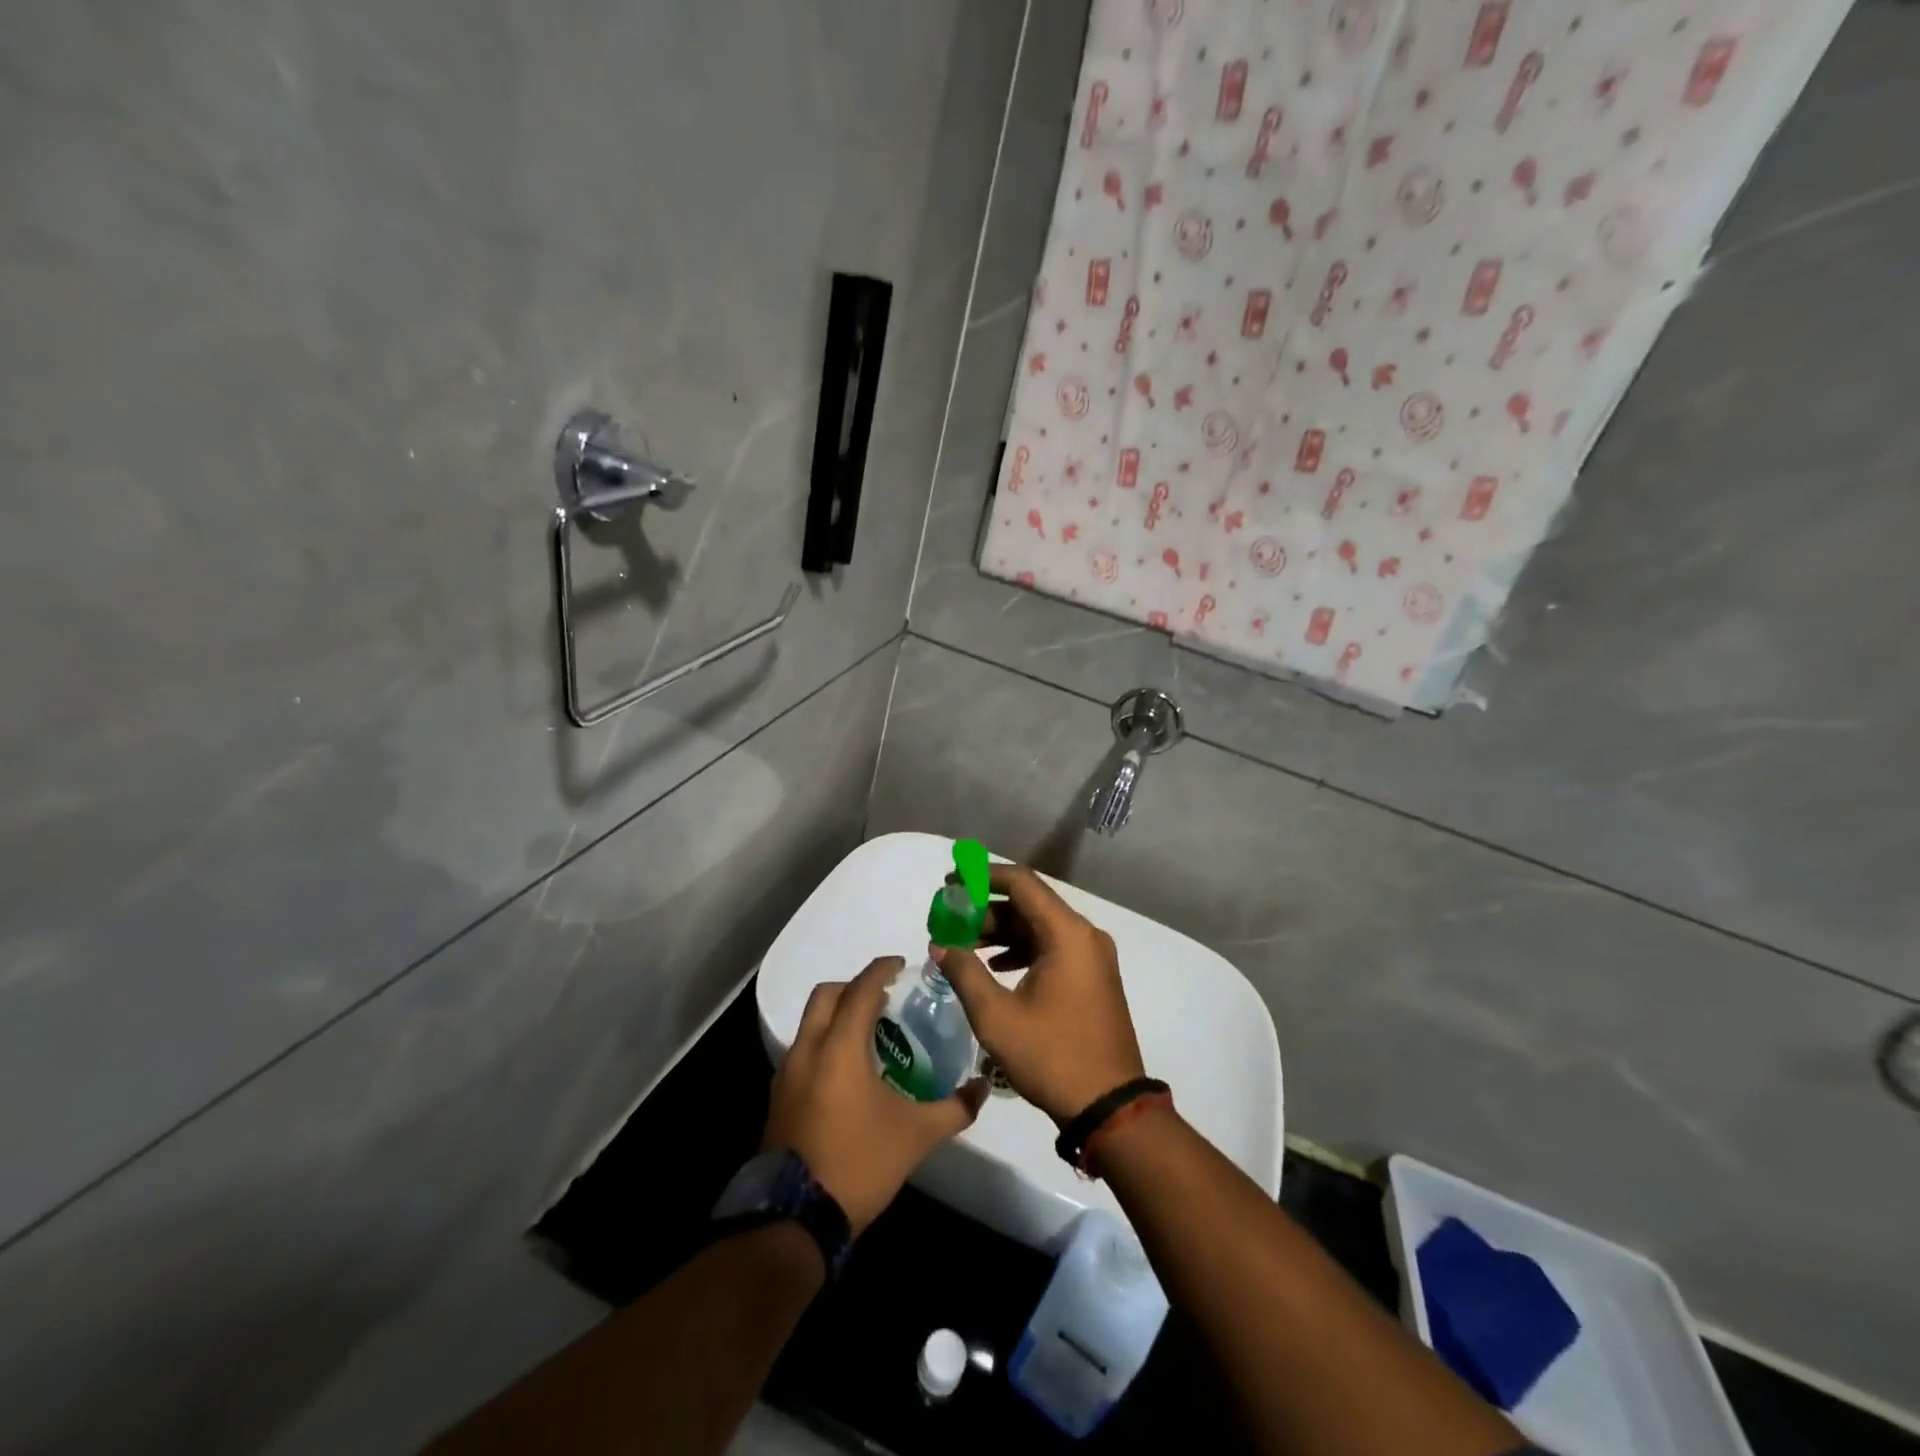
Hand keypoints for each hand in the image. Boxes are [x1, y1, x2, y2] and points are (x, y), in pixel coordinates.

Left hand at [763, 956, 985, 1234]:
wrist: (796, 1219)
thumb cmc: (859, 1163)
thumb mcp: (916, 1136)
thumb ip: (954, 1107)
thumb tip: (983, 1086)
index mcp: (839, 1047)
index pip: (860, 989)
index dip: (881, 970)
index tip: (901, 965)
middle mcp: (807, 1049)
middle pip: (826, 995)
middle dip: (854, 986)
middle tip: (884, 998)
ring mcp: (786, 1074)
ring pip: (810, 1023)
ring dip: (837, 1015)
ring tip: (869, 1034)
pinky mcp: (777, 1097)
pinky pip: (802, 1050)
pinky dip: (824, 1043)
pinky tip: (847, 1072)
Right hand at [934, 863, 1145, 1126]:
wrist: (1110, 1108)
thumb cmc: (1052, 1057)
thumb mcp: (997, 1017)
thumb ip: (964, 973)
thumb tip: (940, 945)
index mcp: (1067, 934)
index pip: (1021, 882)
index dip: (983, 876)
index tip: (950, 882)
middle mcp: (1084, 935)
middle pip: (1030, 904)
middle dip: (987, 909)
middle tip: (949, 920)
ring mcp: (1092, 957)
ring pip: (1040, 927)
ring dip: (1002, 932)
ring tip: (963, 946)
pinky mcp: (1092, 977)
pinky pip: (1052, 948)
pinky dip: (1022, 950)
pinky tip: (994, 967)